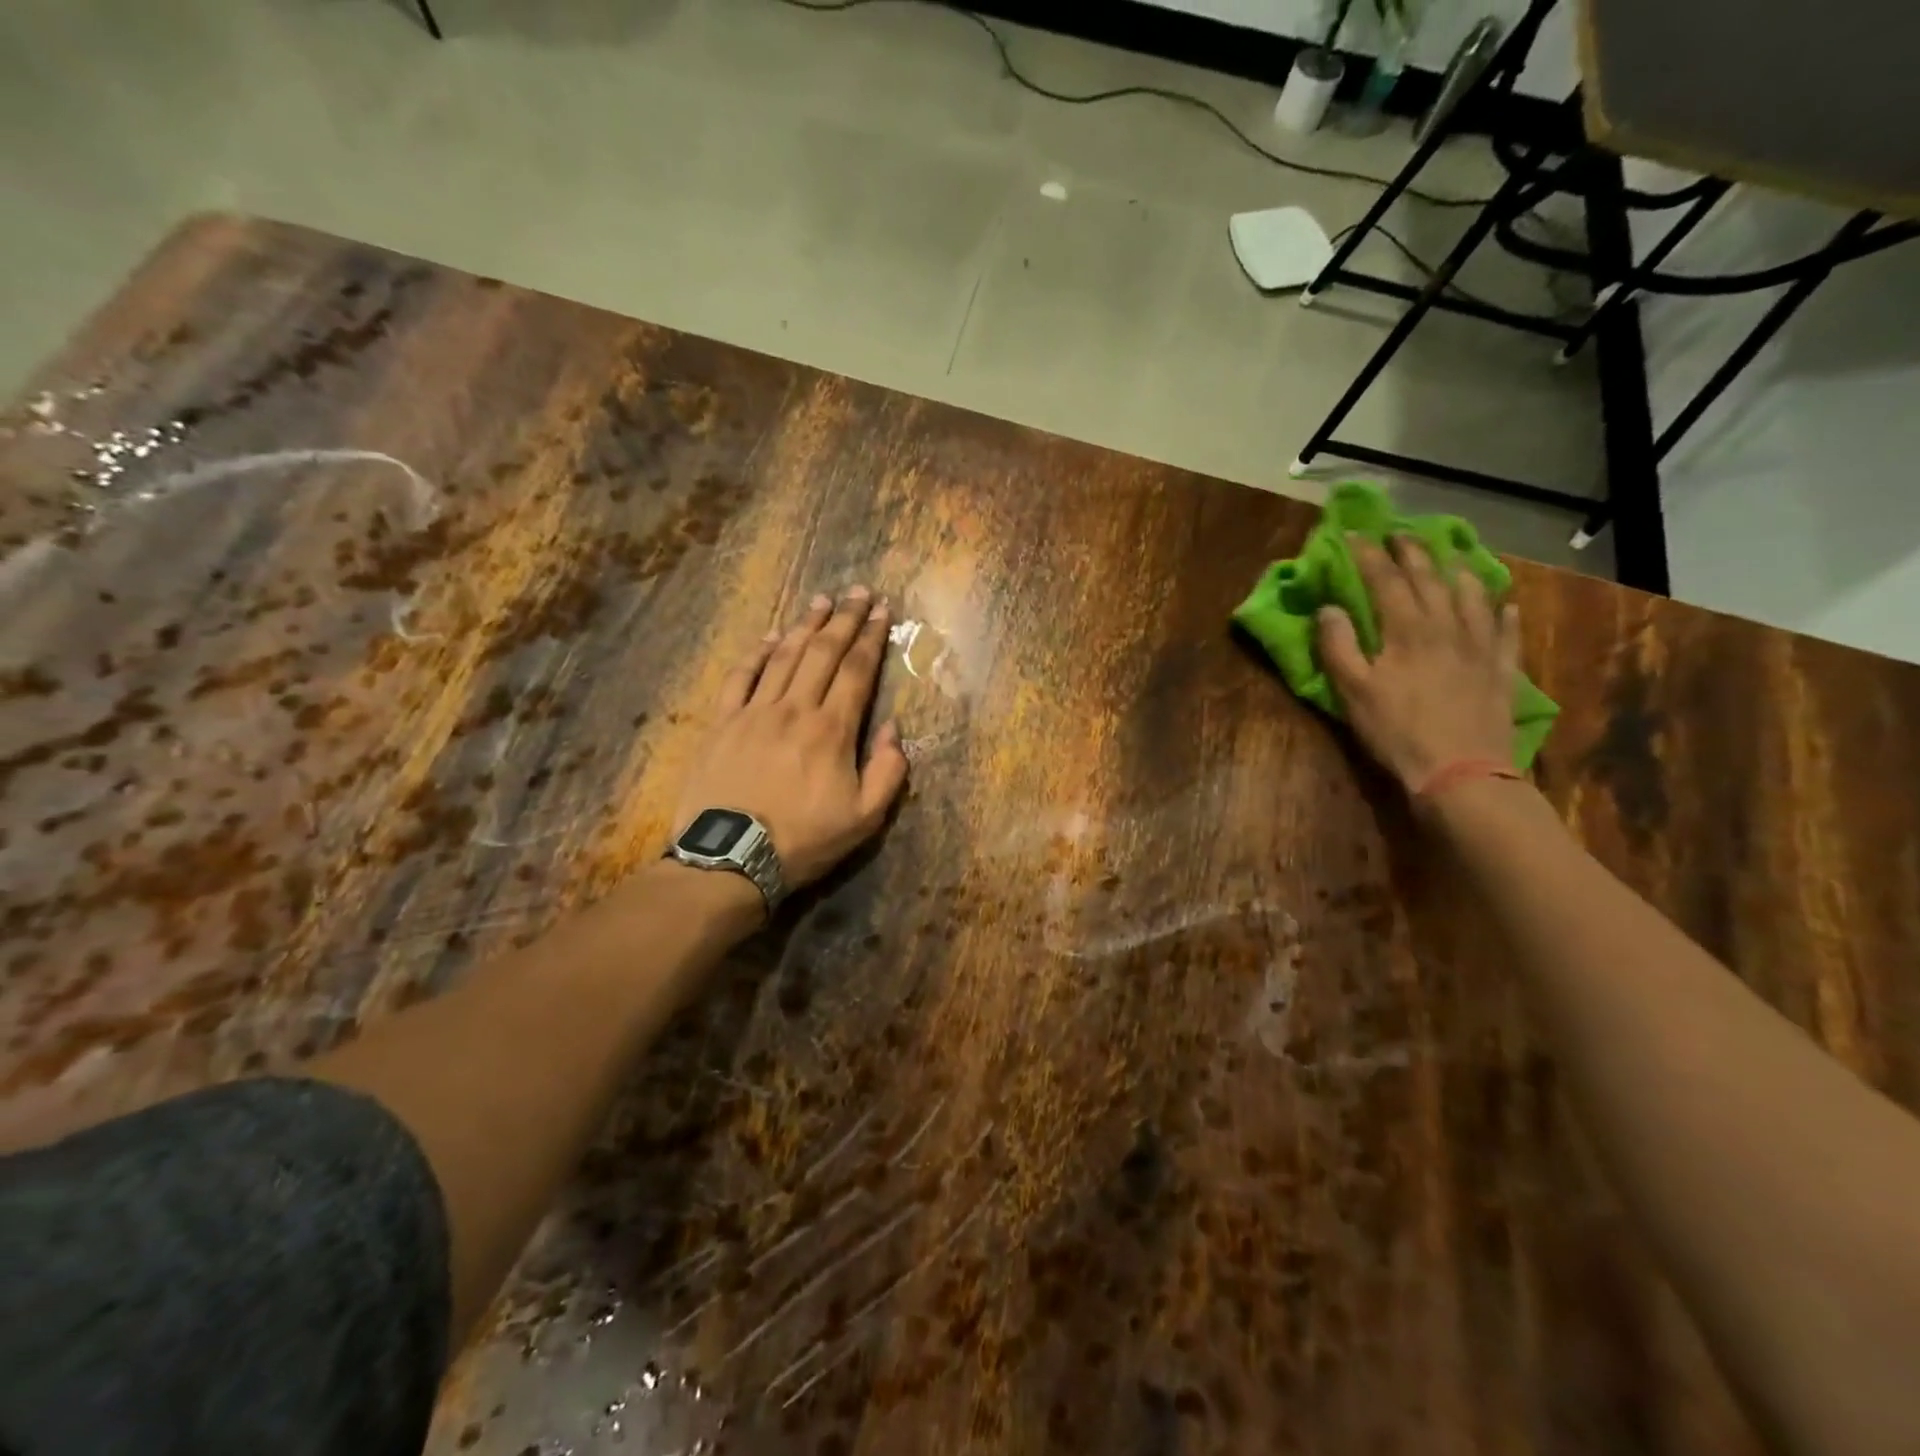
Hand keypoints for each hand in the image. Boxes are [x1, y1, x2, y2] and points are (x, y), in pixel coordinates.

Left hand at [673, 587, 908, 890]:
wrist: (730, 859)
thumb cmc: (803, 841)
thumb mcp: (864, 819)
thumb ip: (888, 772)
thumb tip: (893, 729)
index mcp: (832, 730)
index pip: (857, 672)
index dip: (871, 638)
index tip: (881, 610)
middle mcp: (795, 709)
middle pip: (823, 653)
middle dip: (843, 619)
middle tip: (857, 591)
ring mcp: (754, 712)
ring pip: (784, 657)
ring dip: (805, 626)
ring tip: (820, 601)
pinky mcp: (722, 723)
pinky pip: (741, 677)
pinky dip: (758, 653)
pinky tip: (771, 637)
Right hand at [1316, 534, 1520, 793]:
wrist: (1461, 772)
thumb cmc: (1396, 731)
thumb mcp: (1352, 691)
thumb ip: (1337, 645)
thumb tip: (1328, 608)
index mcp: (1406, 628)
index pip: (1384, 579)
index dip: (1367, 554)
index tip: (1353, 534)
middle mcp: (1447, 625)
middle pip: (1430, 577)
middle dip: (1412, 552)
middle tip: (1399, 534)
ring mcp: (1480, 646)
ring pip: (1473, 595)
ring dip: (1458, 571)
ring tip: (1451, 558)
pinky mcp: (1502, 670)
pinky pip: (1507, 631)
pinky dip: (1503, 612)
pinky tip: (1504, 604)